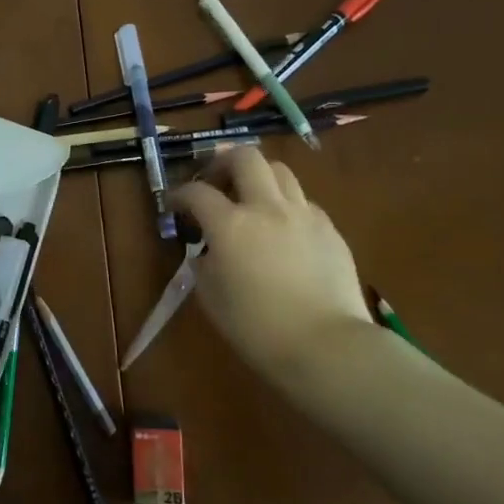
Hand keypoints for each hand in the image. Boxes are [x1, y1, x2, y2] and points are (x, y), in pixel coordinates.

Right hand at [170, 148, 372, 386]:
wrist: (327, 346)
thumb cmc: (258, 329)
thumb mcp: (211, 297)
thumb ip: (203, 263)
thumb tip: (207, 250)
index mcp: (230, 225)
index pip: (196, 192)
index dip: (179, 194)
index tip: (173, 204)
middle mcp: (266, 208)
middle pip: (245, 157)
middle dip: (223, 161)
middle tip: (214, 181)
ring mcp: (303, 214)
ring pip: (279, 171)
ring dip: (258, 177)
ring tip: (250, 199)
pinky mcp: (329, 229)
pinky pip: (303, 202)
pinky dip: (285, 205)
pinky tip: (282, 230)